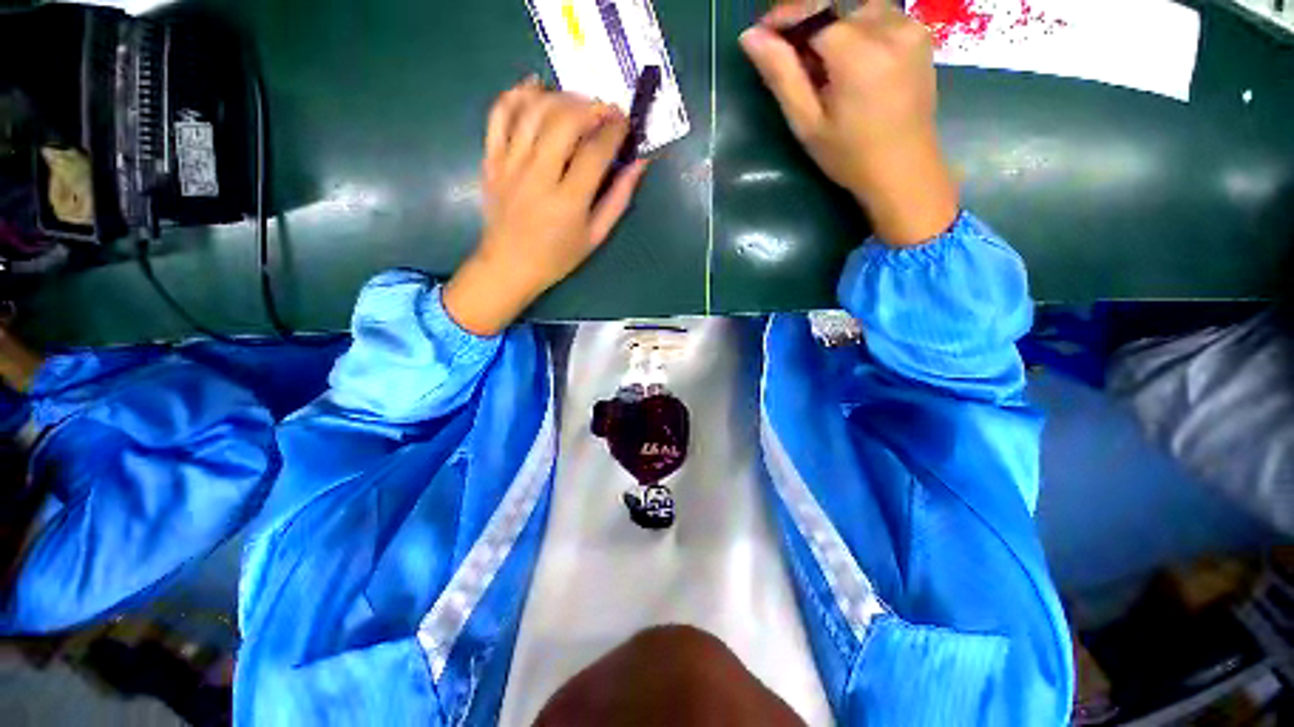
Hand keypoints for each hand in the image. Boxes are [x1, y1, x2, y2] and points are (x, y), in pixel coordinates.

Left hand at [444, 78, 649, 335]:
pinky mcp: (491, 160)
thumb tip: (640, 163)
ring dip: (561, 97)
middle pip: (564, 121)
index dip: (615, 130)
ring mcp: (510, 165)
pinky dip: (517, 94)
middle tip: (605, 111)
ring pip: (534, 111)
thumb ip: (619, 199)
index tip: (625, 123)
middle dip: (591, 107)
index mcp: (568, 202)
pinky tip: (535, 89)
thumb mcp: (595, 236)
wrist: (509, 267)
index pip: (595, 151)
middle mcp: (538, 177)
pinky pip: (499, 115)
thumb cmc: (558, 257)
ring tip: (578, 103)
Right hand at [739, 1, 958, 246]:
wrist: (904, 170)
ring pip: (857, 7)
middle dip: (808, 24)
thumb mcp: (808, 123)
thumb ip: (782, 75)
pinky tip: (848, 61)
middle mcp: (890, 27)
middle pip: (837, 6)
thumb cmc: (849, 156)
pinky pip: (879, 15)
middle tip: (792, 59)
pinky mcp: (920, 33)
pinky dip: (856, 28)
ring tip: (821, 65)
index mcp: (859, 53)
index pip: (815, 11)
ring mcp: (910, 27)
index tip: (762, 32)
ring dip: (833, 26)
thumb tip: (750, 37)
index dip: (785, 18)